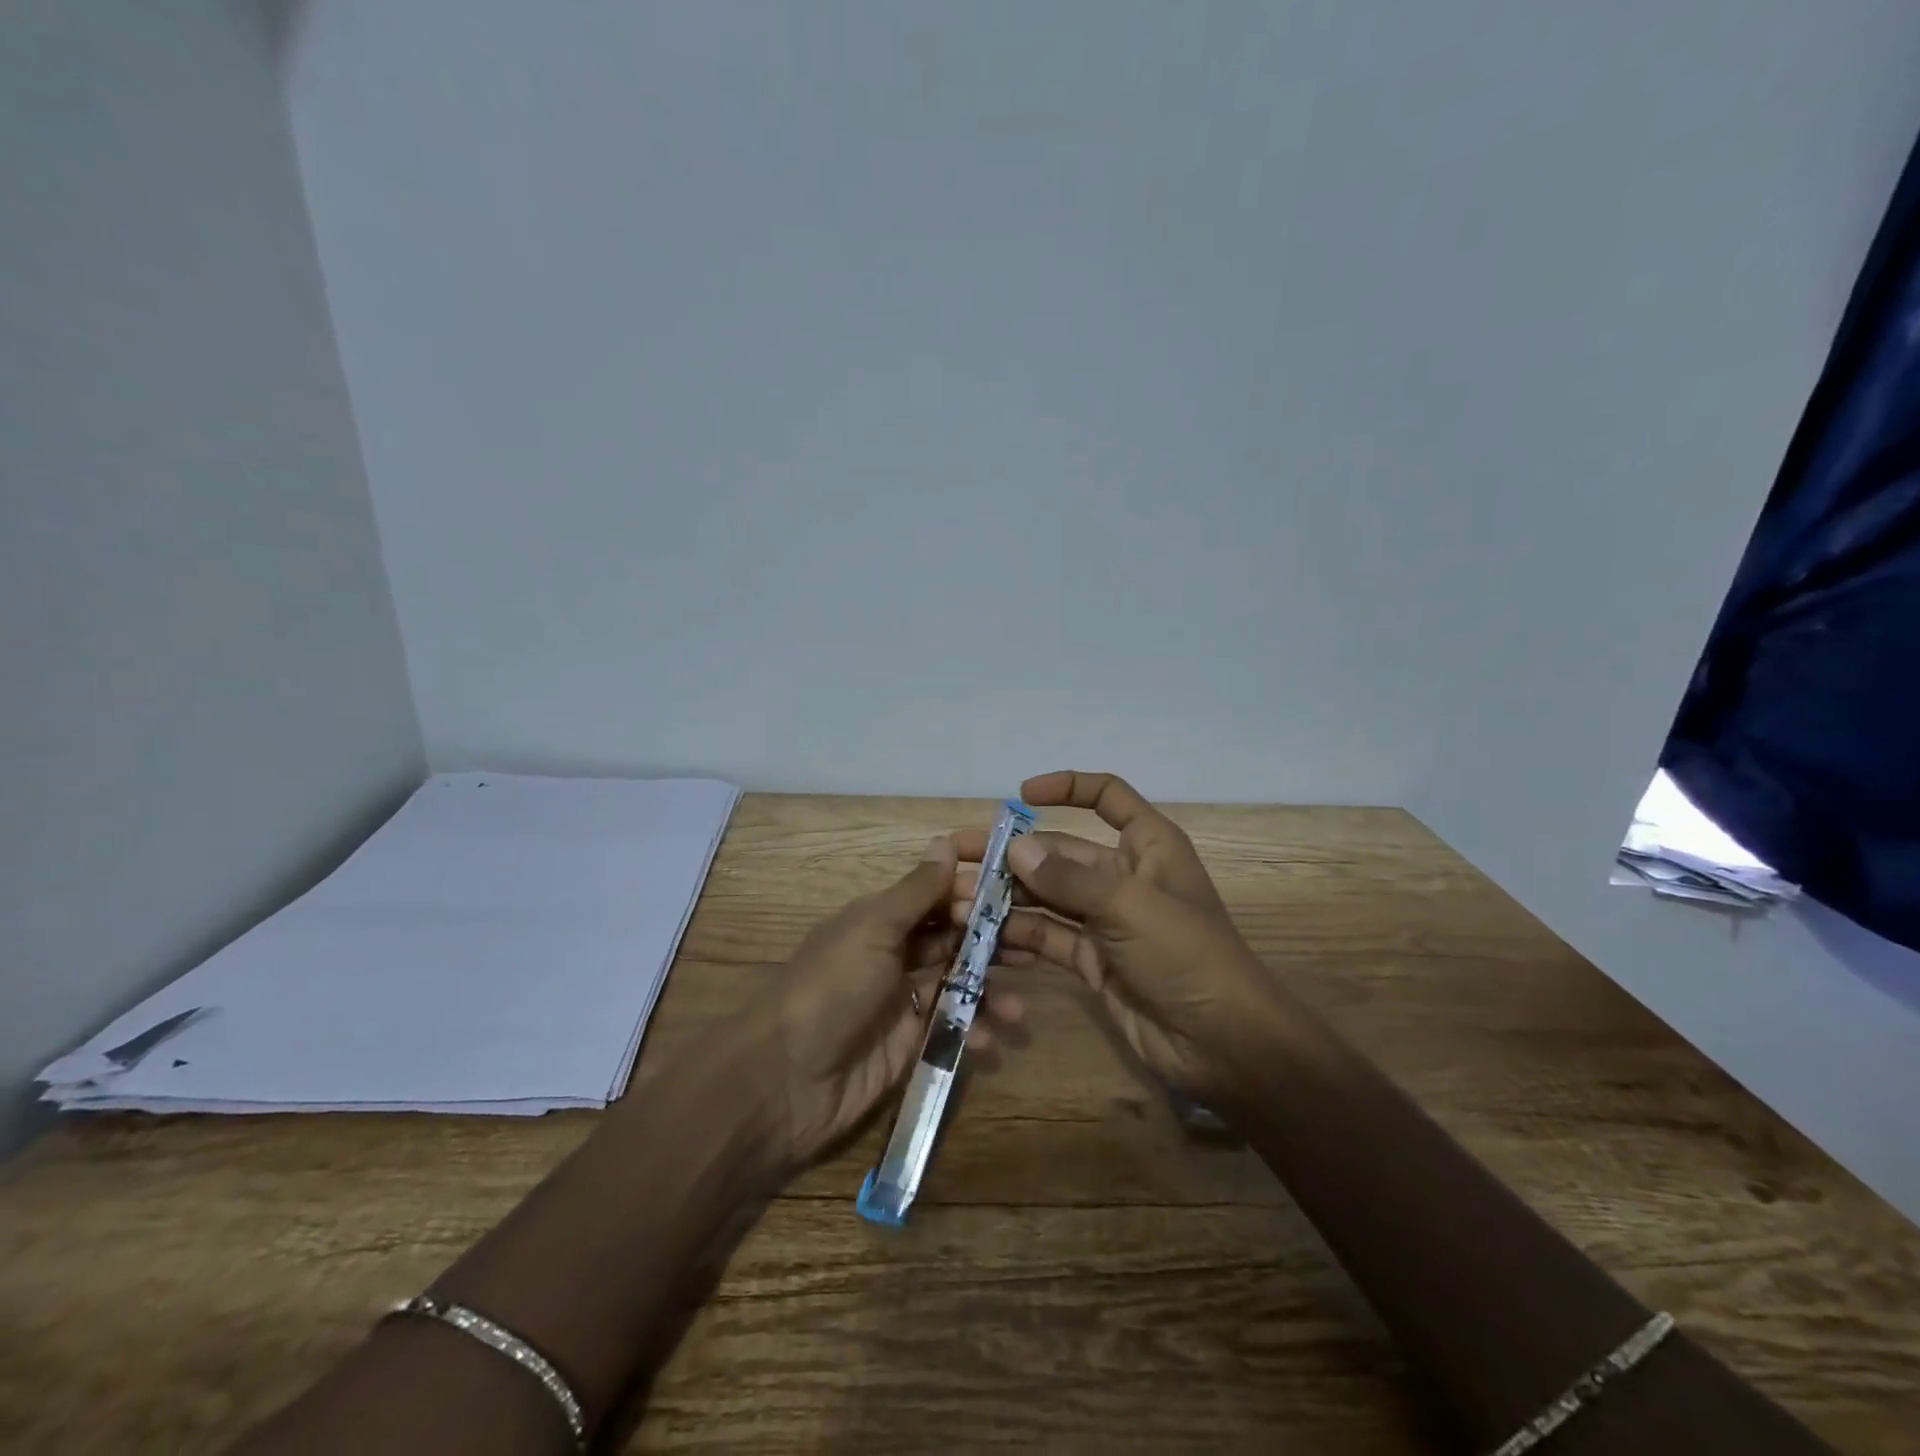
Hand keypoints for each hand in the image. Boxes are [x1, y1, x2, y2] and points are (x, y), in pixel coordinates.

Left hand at [754, 836, 1024, 1171]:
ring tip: (1017, 1007)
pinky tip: (988, 1040)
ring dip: (991, 989)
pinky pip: (953, 1025)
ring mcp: (904, 997)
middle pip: (956, 934)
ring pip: (961, 980)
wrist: (784, 1080)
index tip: (1017, 871)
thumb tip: (945, 844)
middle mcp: (897, 951)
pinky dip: (973, 1030)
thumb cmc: (831, 987)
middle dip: (994, 936)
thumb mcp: (873, 929)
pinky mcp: (911, 1041)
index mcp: (883, 917)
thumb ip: (916, 892)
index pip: (938, 887)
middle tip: (1036, 941)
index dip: (973, 878)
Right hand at [954, 771, 1286, 1106]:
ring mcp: (1106, 921)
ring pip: (1047, 897)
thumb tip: (1017, 849)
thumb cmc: (1186, 956)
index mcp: (1148, 846)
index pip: (1107, 796)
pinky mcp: (1093, 961)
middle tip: (957, 858)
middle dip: (1012, 855)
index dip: (1067, 787)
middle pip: (1060, 852)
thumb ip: (1069, 878)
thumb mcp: (1129, 906)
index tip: (1020, 795)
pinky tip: (982, 938)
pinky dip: (1019, 936)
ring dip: (1006, 897)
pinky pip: (1049, 938)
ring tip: (957, 903)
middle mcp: (1124, 876)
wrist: (1224, 1045)